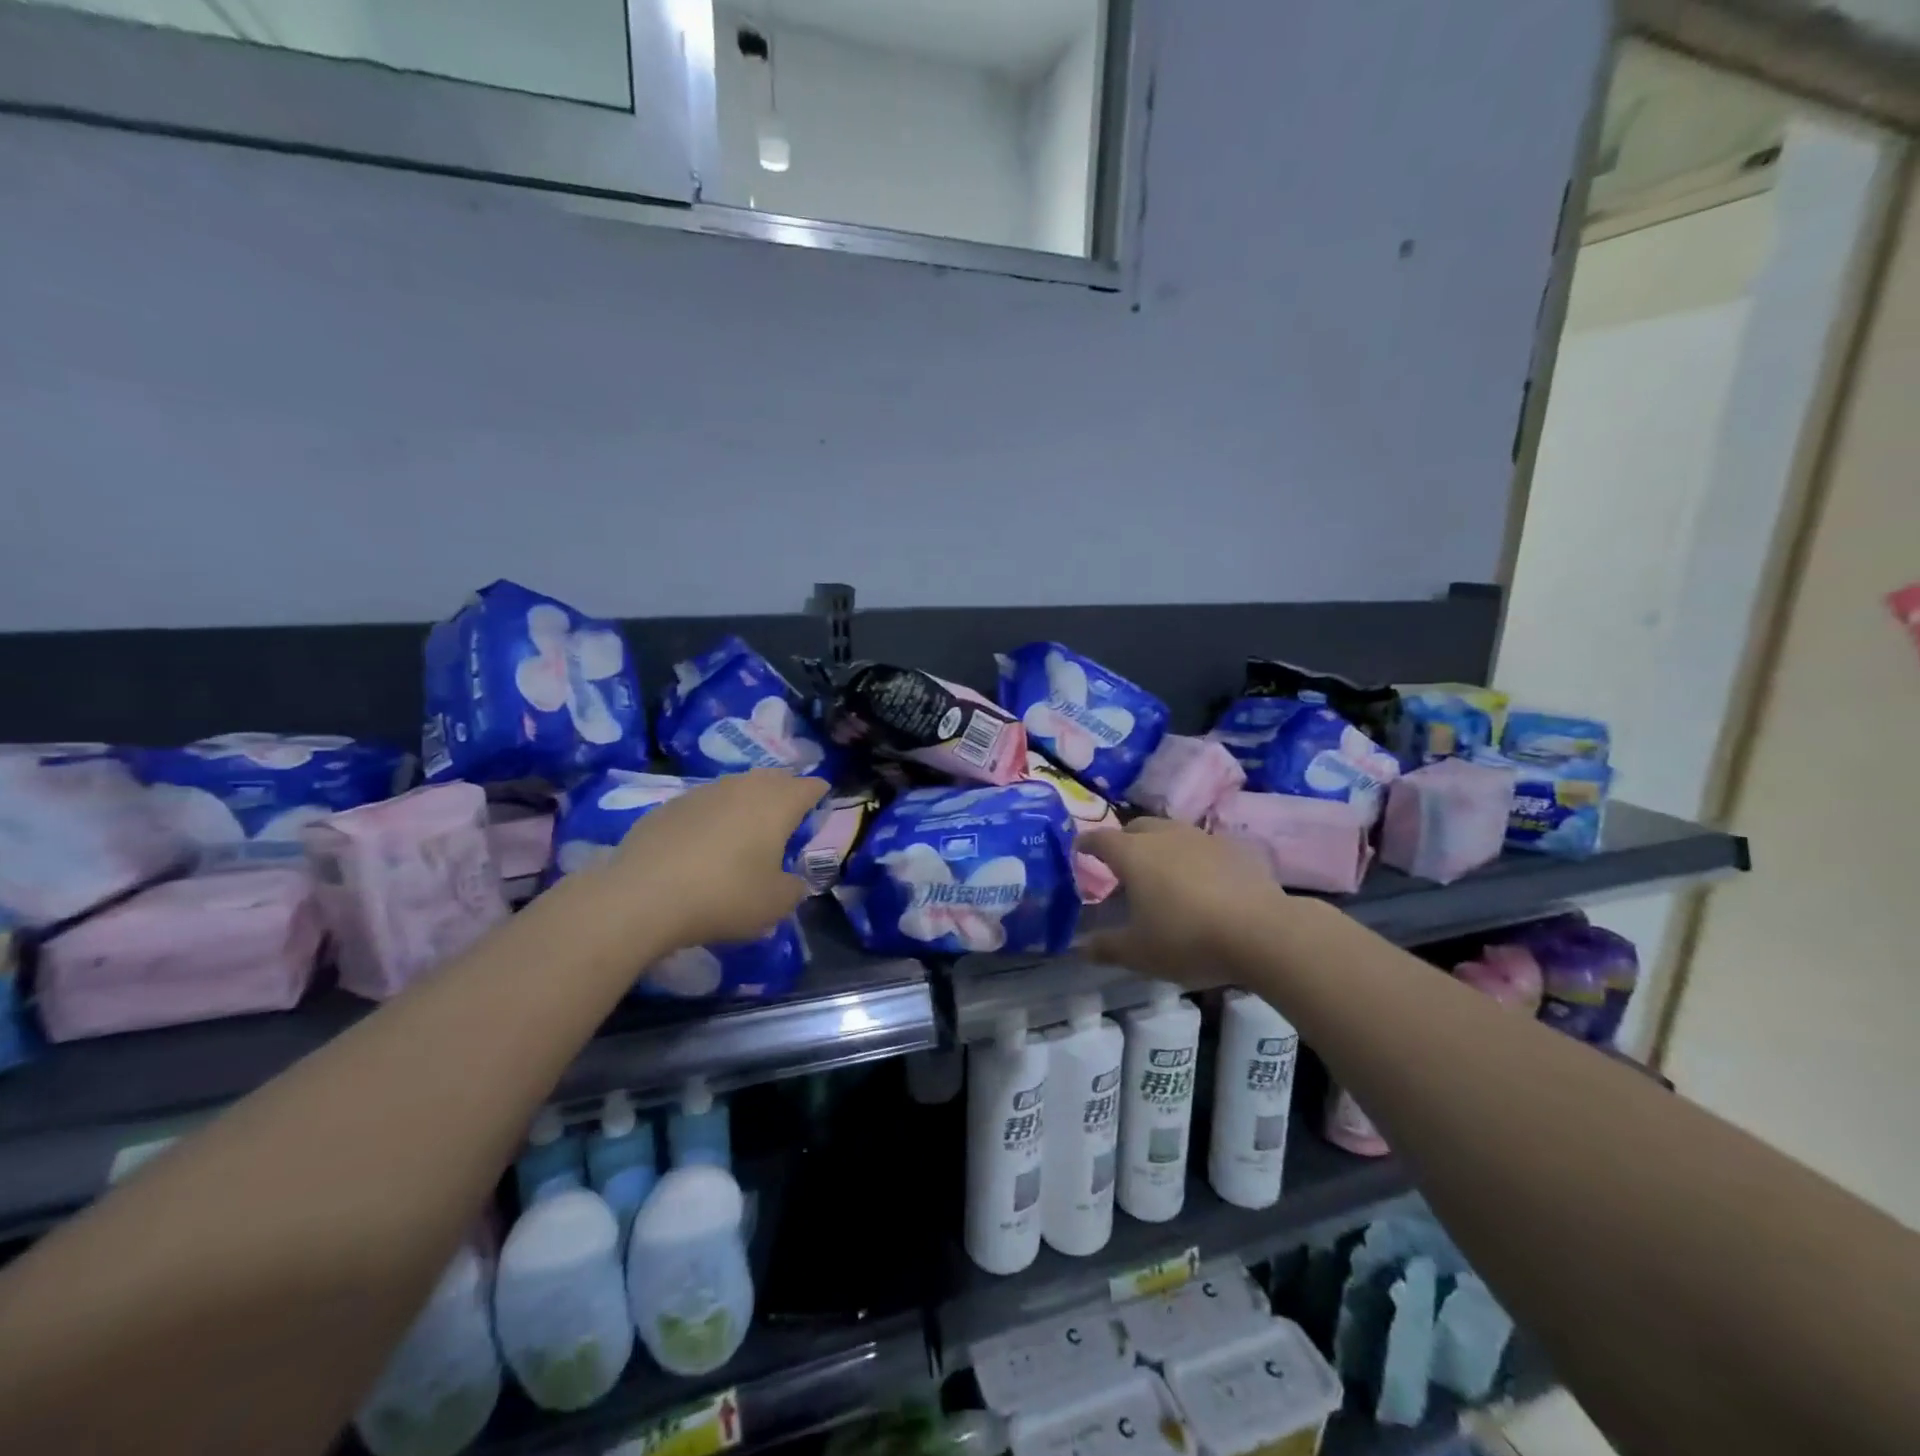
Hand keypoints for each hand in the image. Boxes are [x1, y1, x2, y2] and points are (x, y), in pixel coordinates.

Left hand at [610, 770, 827, 947]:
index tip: (823, 804)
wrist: (641, 897)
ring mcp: (702, 792)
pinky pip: (703, 804)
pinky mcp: (668, 806)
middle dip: (785, 791)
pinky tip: (704, 843)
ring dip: (747, 802)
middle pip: (773, 778)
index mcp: (777, 804)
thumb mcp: (775, 904)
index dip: (820, 794)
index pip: (810, 786)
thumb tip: (792, 881)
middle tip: (788, 815)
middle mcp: (743, 787)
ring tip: (746, 828)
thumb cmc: (724, 896)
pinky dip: (713, 817)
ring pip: (736, 787)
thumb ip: (794, 888)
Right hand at [1077, 818, 1295, 986]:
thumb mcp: (1139, 953)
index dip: (1086, 844)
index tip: (1079, 850)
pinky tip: (1203, 882)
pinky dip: (1195, 858)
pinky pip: (1204, 846)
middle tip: (1122, 866)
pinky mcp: (1235, 848)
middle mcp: (1164, 836)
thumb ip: (1106, 947)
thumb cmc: (1187, 939)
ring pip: (1172, 833)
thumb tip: (1078, 947)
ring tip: (1163, 874)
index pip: (1099, 839)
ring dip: (1161, 847)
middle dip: (1124, 841)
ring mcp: (1202, 837)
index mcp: (1133, 854)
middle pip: (1136, 827)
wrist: (1261, 932)